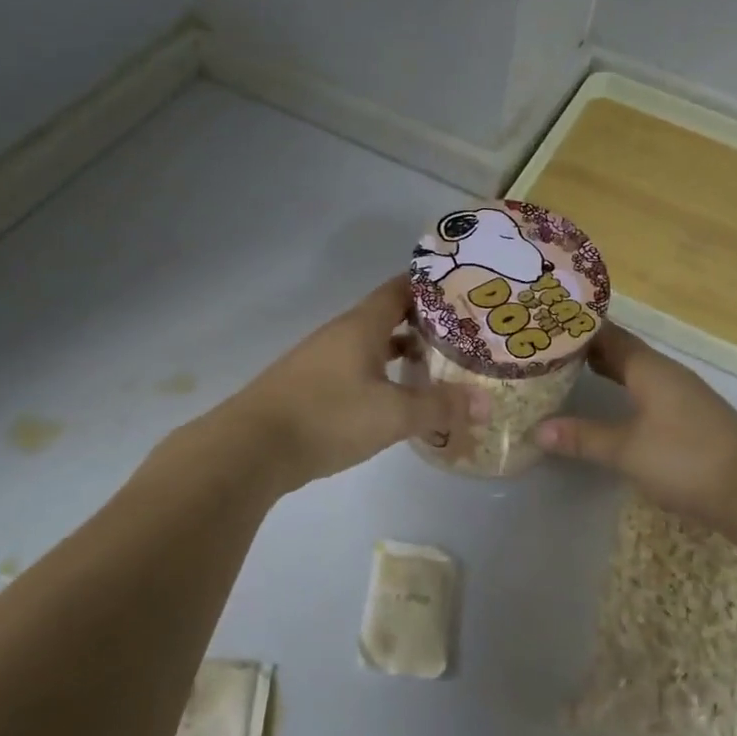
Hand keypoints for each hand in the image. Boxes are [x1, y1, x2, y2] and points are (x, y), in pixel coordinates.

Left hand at [203, 275, 478, 491]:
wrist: (250, 448)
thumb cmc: (327, 417)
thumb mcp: (392, 415)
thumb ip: (439, 407)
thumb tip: (486, 403)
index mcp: (361, 325)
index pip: (401, 289)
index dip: (431, 286)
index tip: (463, 290)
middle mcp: (340, 333)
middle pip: (387, 315)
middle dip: (423, 322)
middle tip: (462, 333)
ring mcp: (321, 359)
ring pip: (370, 344)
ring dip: (400, 350)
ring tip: (434, 364)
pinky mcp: (309, 386)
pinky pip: (355, 367)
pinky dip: (379, 373)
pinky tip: (392, 398)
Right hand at [535, 324, 736, 527]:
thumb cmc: (687, 460)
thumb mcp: (627, 450)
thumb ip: (583, 437)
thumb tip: (537, 429)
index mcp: (650, 368)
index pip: (608, 334)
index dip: (578, 329)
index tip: (545, 325)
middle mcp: (667, 373)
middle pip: (622, 351)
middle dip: (587, 349)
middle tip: (546, 351)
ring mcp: (683, 395)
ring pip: (636, 372)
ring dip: (606, 370)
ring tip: (568, 374)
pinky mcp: (692, 418)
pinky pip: (648, 392)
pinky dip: (623, 391)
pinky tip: (610, 407)